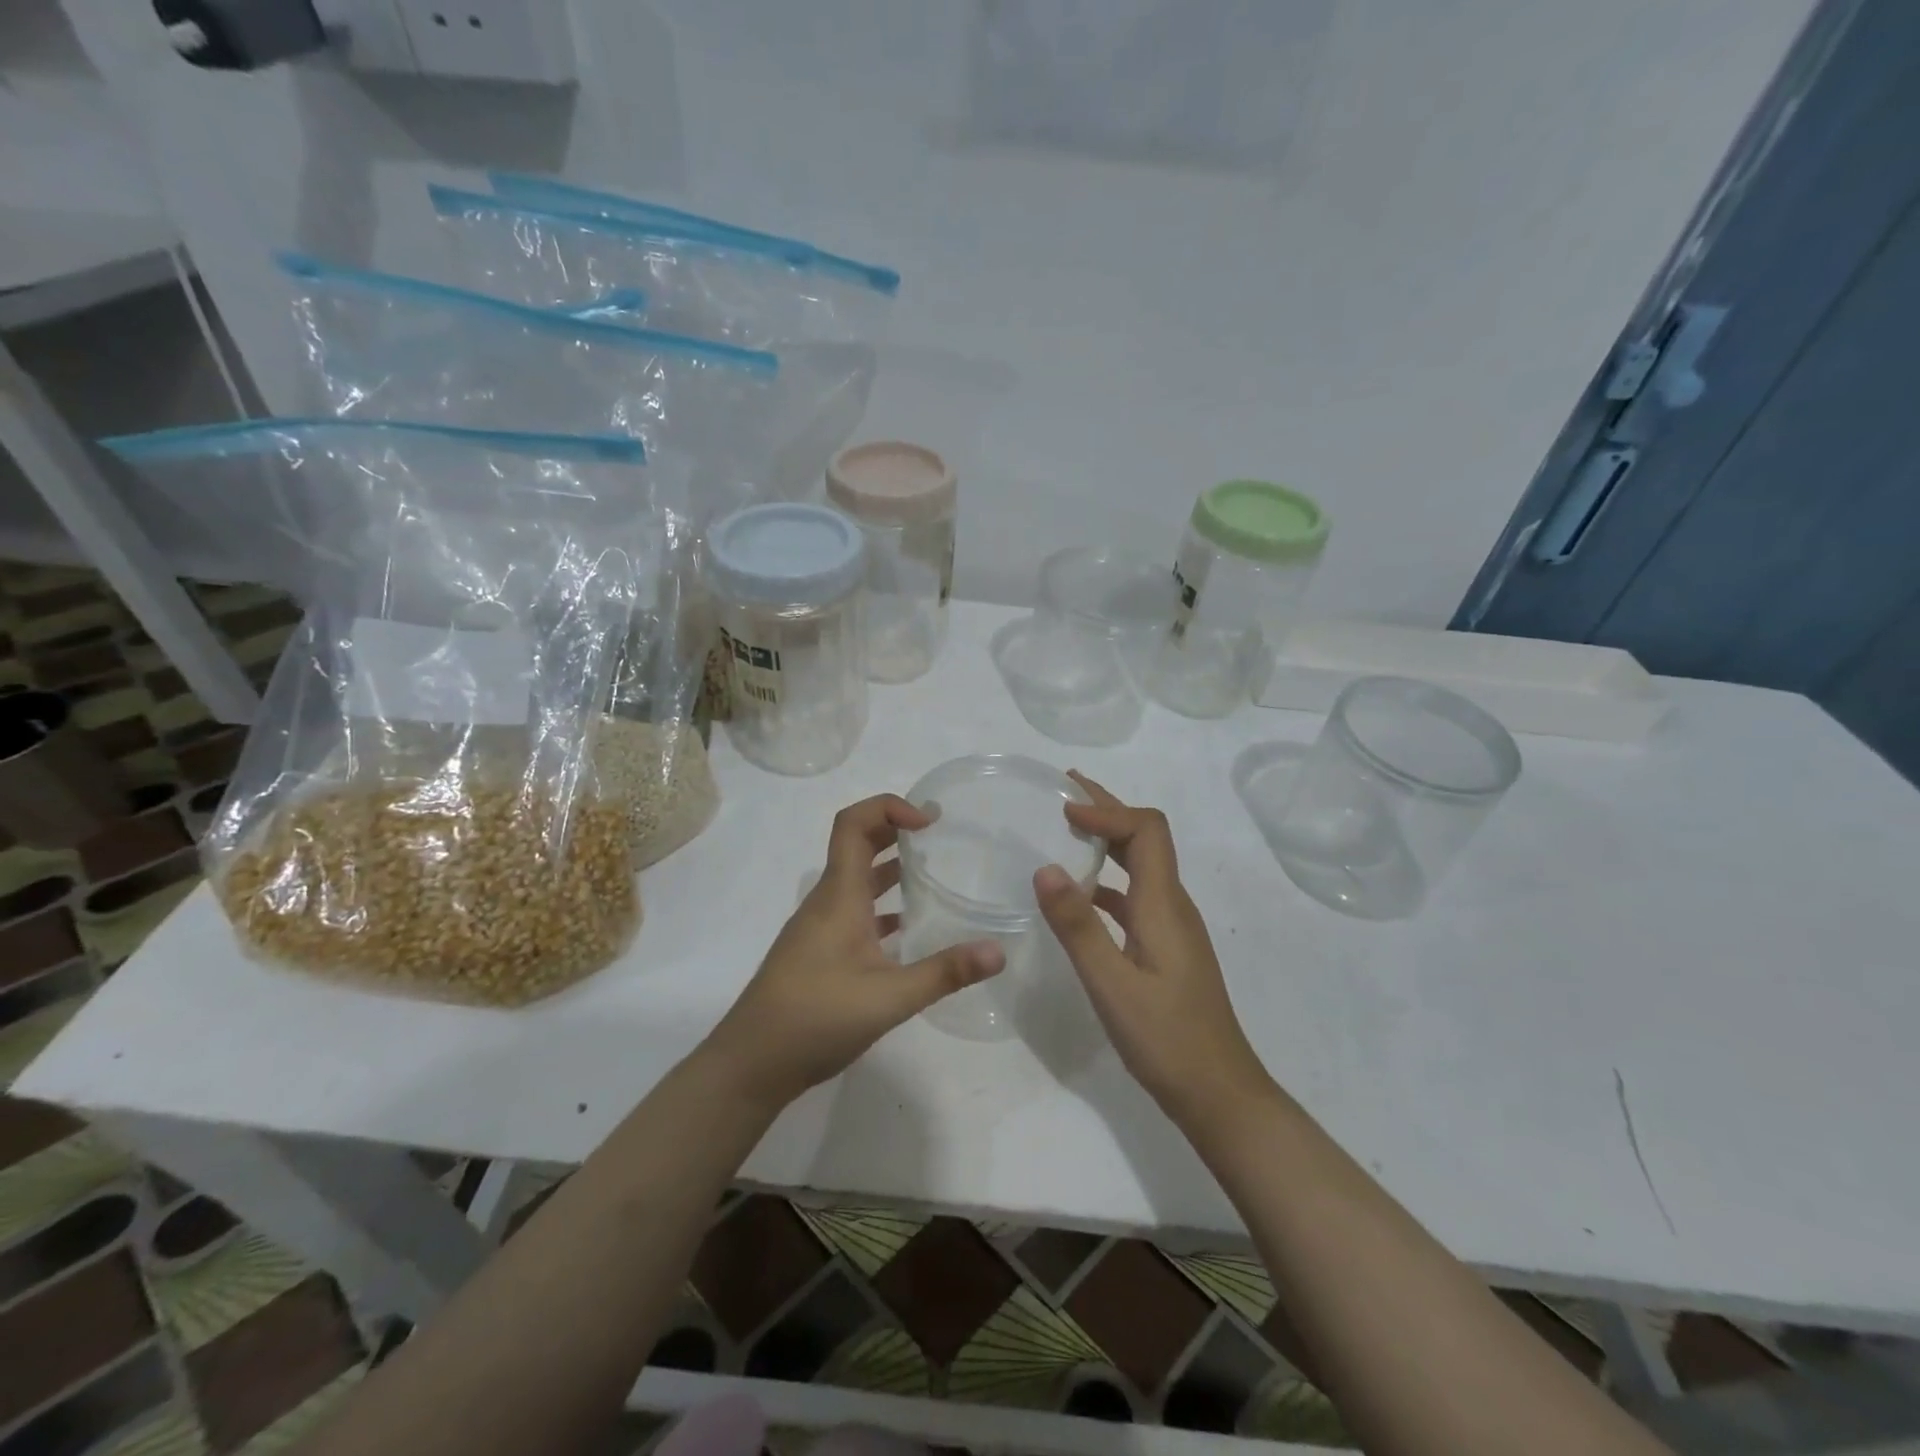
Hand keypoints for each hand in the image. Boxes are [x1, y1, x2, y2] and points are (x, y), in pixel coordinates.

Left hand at [705, 793, 1004, 1109]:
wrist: (750, 1063)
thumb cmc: (815, 1018)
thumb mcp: (889, 998)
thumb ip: (945, 973)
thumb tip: (999, 950)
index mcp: (839, 895)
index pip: (854, 823)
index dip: (889, 807)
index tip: (929, 822)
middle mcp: (827, 901)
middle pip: (857, 844)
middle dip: (895, 830)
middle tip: (939, 835)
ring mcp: (820, 927)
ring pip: (857, 880)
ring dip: (890, 868)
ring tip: (933, 874)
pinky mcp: (819, 952)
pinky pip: (854, 912)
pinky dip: (882, 907)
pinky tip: (909, 929)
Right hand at [1034, 772, 1270, 1124]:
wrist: (1219, 1093)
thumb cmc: (1166, 1040)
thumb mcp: (1112, 984)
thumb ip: (1078, 926)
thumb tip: (1045, 867)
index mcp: (1163, 904)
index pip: (1146, 829)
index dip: (1106, 810)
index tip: (1063, 810)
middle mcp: (1172, 904)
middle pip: (1145, 838)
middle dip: (1106, 809)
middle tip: (1063, 791)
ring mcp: (1172, 926)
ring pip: (1140, 865)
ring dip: (1107, 840)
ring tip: (1065, 831)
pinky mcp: (1166, 947)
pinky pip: (1135, 895)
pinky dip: (1107, 880)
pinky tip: (1080, 895)